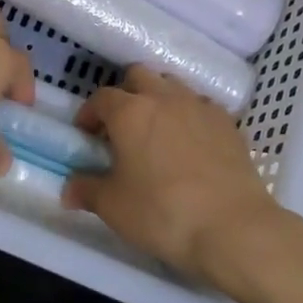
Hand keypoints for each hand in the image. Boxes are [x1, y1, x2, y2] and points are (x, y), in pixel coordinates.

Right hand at [62, 66, 283, 281]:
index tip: (86, 134)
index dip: (90, 113)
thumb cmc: (163, 214)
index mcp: (130, 112)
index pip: (101, 98)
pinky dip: (189, 115)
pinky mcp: (227, 122)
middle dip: (125, 93)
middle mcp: (164, 98)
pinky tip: (190, 143)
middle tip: (121, 126)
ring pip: (172, 85)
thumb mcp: (114, 207)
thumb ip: (87, 191)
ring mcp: (199, 106)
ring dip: (158, 99)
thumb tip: (69, 189)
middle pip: (138, 76)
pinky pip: (200, 106)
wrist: (233, 227)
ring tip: (156, 131)